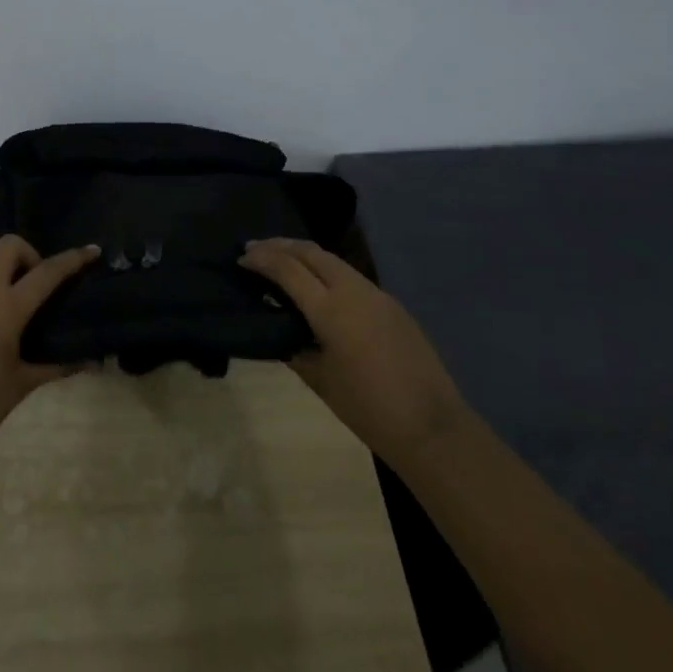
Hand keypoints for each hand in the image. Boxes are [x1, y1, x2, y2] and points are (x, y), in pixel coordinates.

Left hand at [0, 235, 99, 465]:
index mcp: (7, 307)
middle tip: (37, 283)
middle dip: (29, 254)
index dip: (72, 259)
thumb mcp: (22, 383)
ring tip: (9, 290)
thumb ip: (57, 366)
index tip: (92, 250)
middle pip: (9, 245)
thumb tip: (93, 363)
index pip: (47, 272)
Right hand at [239, 238, 467, 461]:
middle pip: (311, 252)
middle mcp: (353, 291)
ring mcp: (377, 295)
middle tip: (256, 248)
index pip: (288, 270)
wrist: (431, 426)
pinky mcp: (392, 305)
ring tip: (283, 261)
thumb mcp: (320, 381)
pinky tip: (318, 288)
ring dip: (305, 255)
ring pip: (333, 261)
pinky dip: (327, 272)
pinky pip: (351, 277)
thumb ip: (296, 350)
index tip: (241, 258)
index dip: (262, 259)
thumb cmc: (368, 409)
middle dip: (281, 245)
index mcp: (331, 310)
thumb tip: (282, 333)